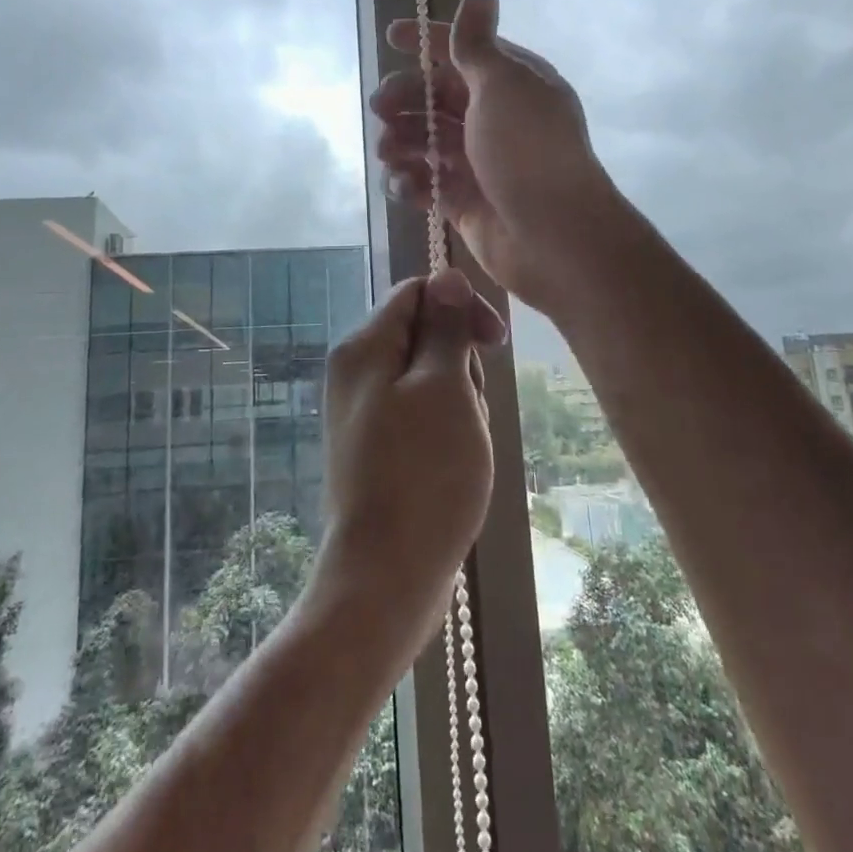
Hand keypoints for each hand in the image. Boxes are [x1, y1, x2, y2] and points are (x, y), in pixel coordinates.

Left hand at [317, 269, 505, 651]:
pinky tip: (456, 464)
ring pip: (428, 379)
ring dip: (459, 401)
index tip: (496, 343)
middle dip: (460, 363)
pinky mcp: (377, 447)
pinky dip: (446, 429)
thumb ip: (445, 328)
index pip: (417, 293)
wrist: (386, 576)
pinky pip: (421, 415)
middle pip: (423, 336)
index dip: (461, 307)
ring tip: (464, 444)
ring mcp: (364, 412)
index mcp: (364, 347)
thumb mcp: (445, 389)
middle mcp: (356, 372)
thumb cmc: (423, 475)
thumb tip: (446, 276)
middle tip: (471, 409)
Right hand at [371, 0, 624, 315]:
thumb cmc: (527, 151)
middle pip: (437, 97)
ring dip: (402, 142)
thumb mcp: (503, 85)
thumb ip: (477, 43)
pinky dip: (411, 182)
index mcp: (511, 82)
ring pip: (427, 141)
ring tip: (388, 152)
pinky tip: (404, 186)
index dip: (427, 41)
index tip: (389, 37)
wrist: (554, 237)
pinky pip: (428, 183)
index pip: (464, 51)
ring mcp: (480, 162)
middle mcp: (495, 118)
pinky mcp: (465, 201)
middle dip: (405, 98)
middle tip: (380, 108)